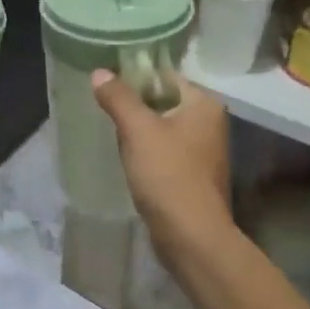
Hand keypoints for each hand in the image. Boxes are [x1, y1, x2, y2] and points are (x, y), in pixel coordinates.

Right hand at [91, 70, 232, 252]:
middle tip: (104, 108)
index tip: (107, 82)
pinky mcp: (194, 176)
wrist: (191, 236)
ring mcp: (204, 152)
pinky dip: (147, 152)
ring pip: (163, 128)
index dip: (136, 76)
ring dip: (139, 131)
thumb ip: (118, 98)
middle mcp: (210, 123)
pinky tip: (128, 160)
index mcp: (204, 104)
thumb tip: (100, 72)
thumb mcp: (138, 130)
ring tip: (112, 132)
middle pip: (164, 101)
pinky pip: (165, 152)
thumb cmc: (168, 175)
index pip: (166, 76)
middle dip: (135, 105)